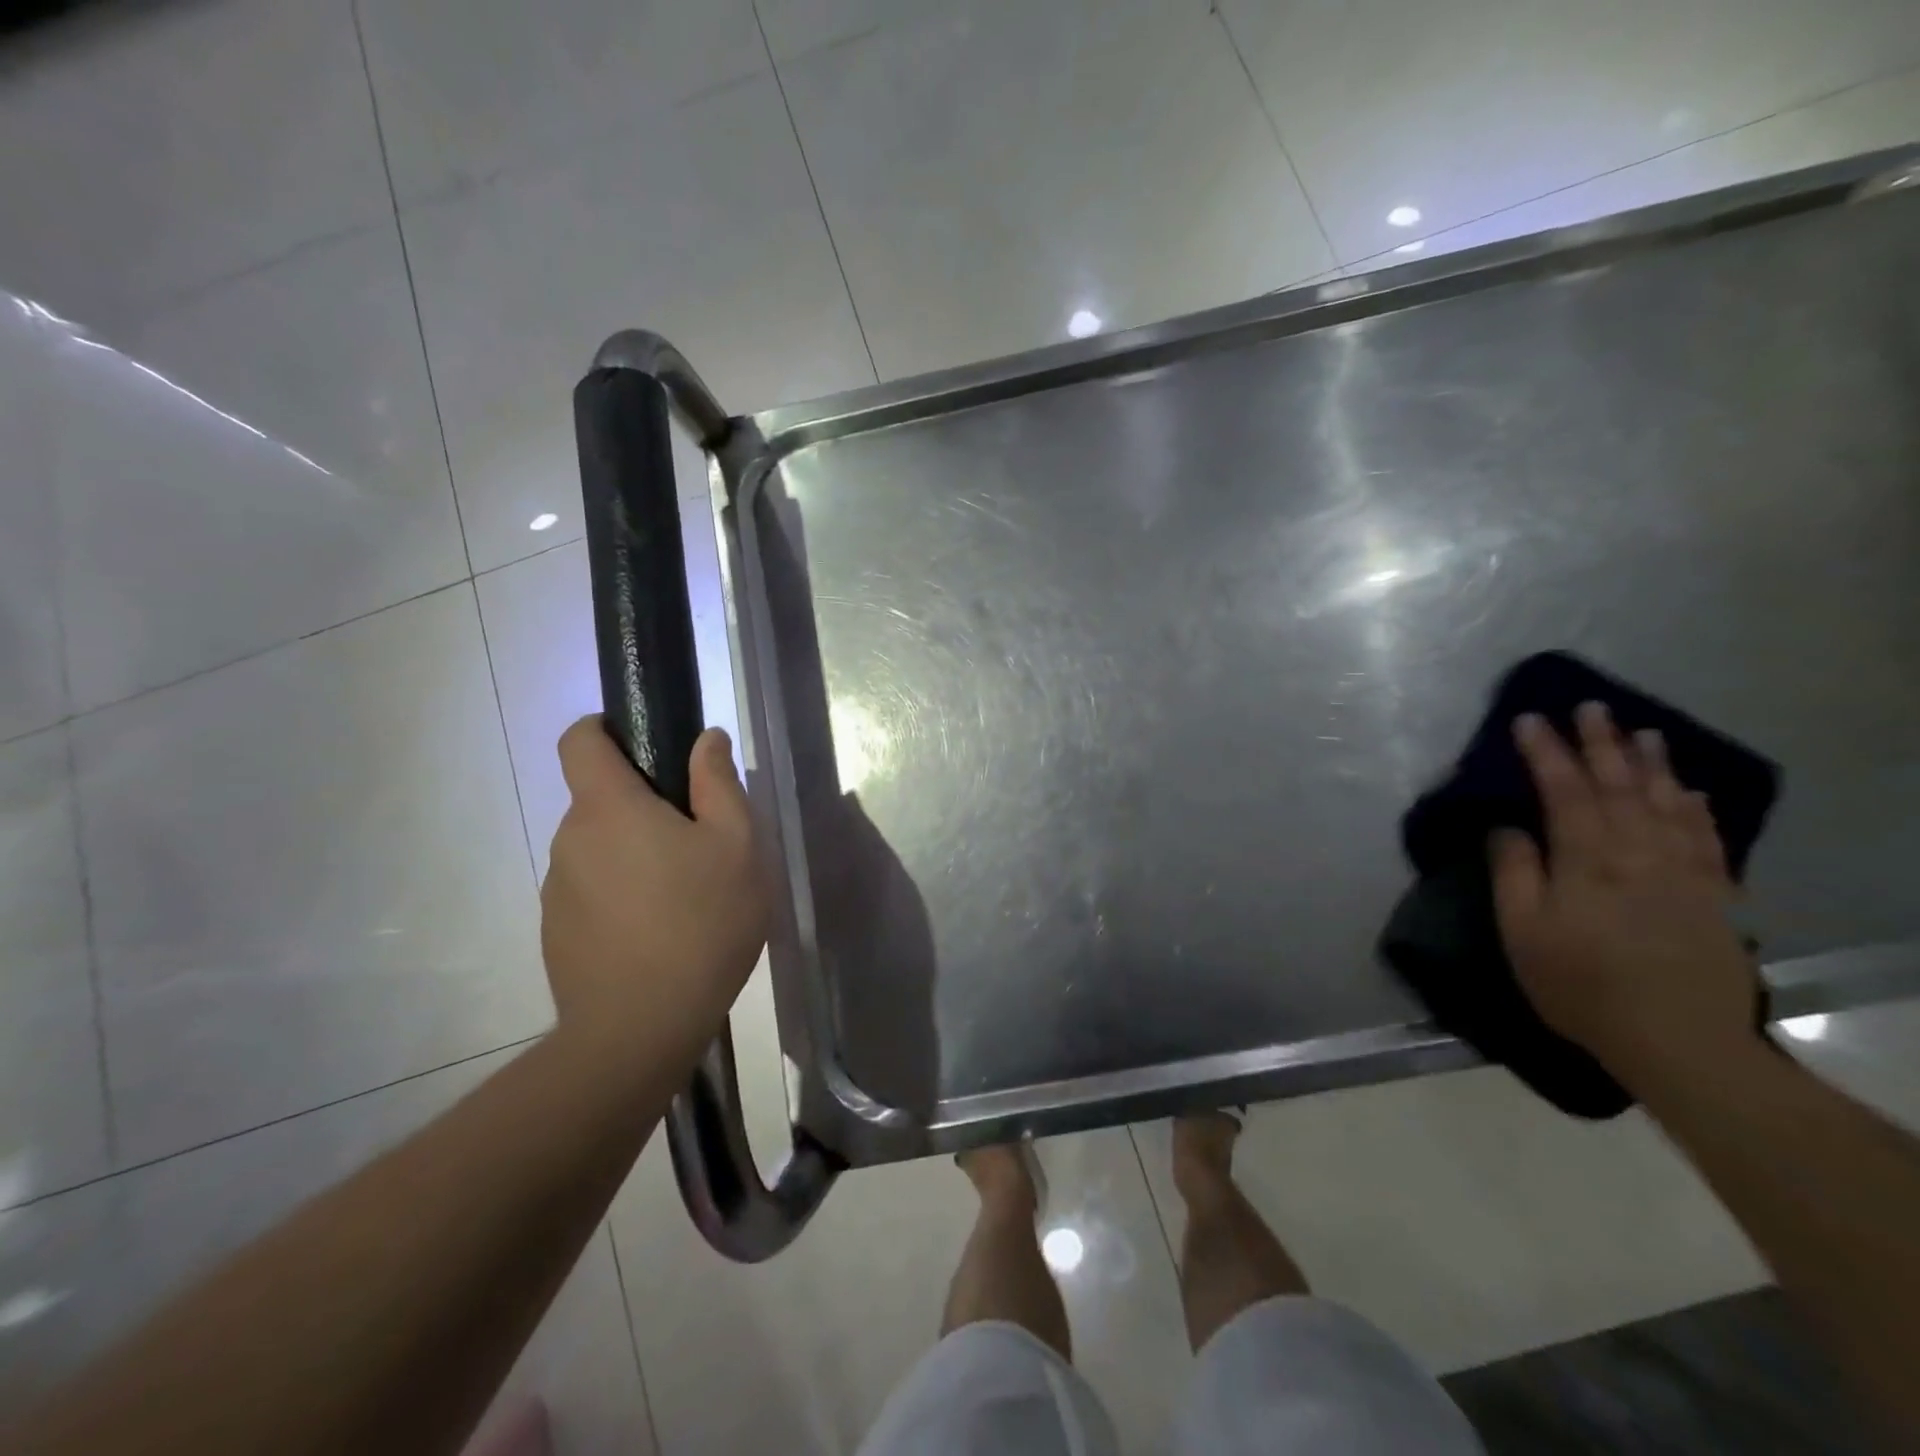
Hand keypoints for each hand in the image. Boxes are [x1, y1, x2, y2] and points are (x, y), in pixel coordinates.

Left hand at [540, 717, 767, 1056]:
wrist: (641, 1028)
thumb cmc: (701, 923)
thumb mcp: (737, 846)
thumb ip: (718, 783)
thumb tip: (706, 739)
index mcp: (609, 808)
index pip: (580, 740)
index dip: (604, 728)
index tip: (643, 744)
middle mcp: (570, 839)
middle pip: (599, 799)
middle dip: (643, 806)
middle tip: (698, 843)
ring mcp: (557, 890)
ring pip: (599, 849)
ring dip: (634, 855)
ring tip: (684, 896)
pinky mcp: (556, 932)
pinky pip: (591, 891)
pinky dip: (621, 895)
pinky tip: (659, 933)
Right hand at [1491, 702, 1759, 1083]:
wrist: (1679, 1040)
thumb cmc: (1580, 983)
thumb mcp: (1522, 932)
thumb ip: (1514, 872)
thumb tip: (1505, 826)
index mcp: (1587, 859)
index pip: (1564, 790)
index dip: (1545, 752)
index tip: (1528, 719)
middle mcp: (1639, 852)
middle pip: (1619, 785)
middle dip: (1600, 743)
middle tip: (1589, 707)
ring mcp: (1684, 871)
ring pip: (1667, 802)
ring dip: (1652, 763)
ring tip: (1641, 732)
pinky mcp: (1714, 895)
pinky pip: (1707, 837)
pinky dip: (1697, 808)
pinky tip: (1689, 791)